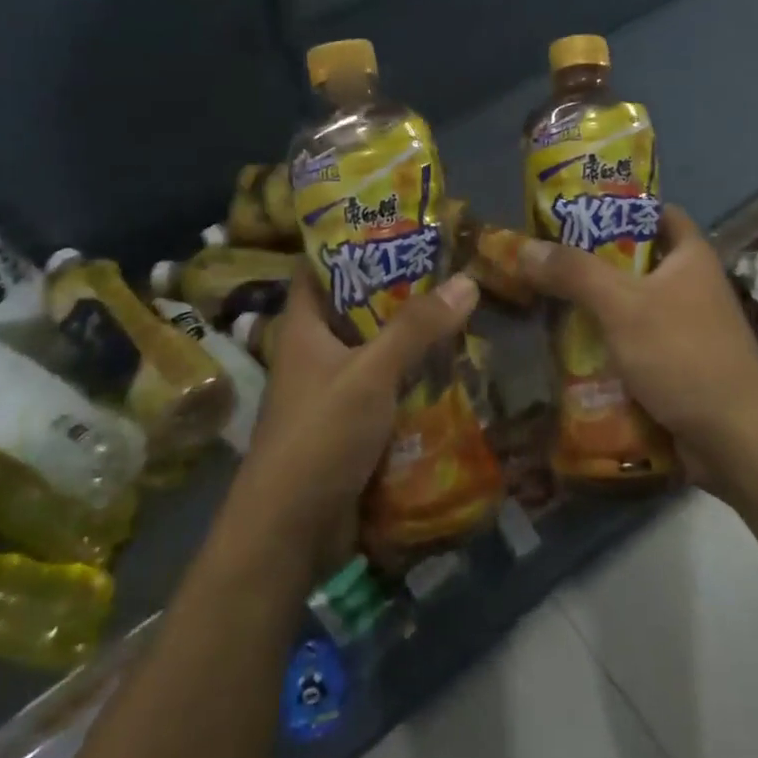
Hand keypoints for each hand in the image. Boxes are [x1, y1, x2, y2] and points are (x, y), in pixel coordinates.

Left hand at [227, 269, 479, 572]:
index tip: (396, 225)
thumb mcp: (370, 374)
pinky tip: (454, 367)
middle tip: (449, 266)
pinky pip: (387, 390)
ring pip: (377, 351)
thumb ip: (416, 329)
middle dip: (398, 291)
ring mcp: (333, 391)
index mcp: (303, 328)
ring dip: (412, 338)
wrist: (291, 532)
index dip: (350, 243)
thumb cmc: (320, 436)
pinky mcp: (351, 426)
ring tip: (462, 310)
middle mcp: (315, 353)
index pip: (319, 269)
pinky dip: (414, 379)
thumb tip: (466, 279)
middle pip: (356, 309)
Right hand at [518, 205, 757, 496]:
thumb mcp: (622, 306)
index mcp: (689, 257)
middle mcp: (690, 286)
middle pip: (634, 262)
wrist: (736, 439)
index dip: (617, 208)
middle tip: (544, 261)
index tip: (573, 213)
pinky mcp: (676, 365)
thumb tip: (525, 248)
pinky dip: (605, 344)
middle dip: (591, 263)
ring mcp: (684, 328)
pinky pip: (633, 344)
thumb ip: (574, 273)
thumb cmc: (683, 354)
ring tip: (544, 302)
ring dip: (594, 308)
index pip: (655, 214)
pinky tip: (568, 348)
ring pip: (630, 306)